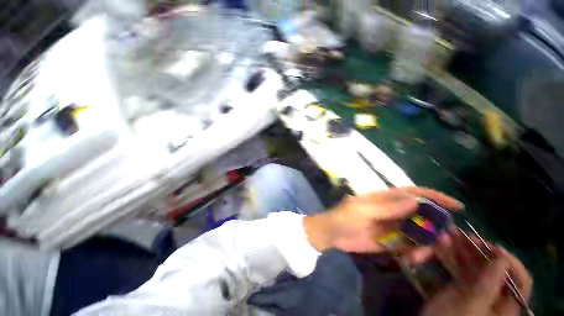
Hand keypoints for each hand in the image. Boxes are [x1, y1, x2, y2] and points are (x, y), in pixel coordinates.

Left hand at [303, 187, 462, 252]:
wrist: (331, 234)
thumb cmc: (343, 218)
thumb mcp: (362, 211)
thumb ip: (386, 207)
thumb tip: (415, 201)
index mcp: (384, 199)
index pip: (413, 193)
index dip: (435, 197)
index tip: (457, 207)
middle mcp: (391, 211)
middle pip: (422, 215)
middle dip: (436, 228)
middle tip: (444, 243)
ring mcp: (391, 227)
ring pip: (419, 233)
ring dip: (426, 245)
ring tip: (418, 257)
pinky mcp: (389, 242)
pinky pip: (409, 247)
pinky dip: (415, 254)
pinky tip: (409, 261)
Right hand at [421, 234, 532, 315]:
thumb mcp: (470, 306)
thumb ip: (488, 285)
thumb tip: (503, 260)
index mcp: (504, 305)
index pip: (521, 282)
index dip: (512, 263)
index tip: (493, 249)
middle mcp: (494, 295)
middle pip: (496, 269)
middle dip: (482, 250)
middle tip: (465, 236)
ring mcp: (477, 289)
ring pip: (478, 265)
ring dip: (466, 249)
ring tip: (452, 234)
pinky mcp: (462, 285)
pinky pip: (463, 266)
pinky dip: (457, 255)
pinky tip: (447, 244)